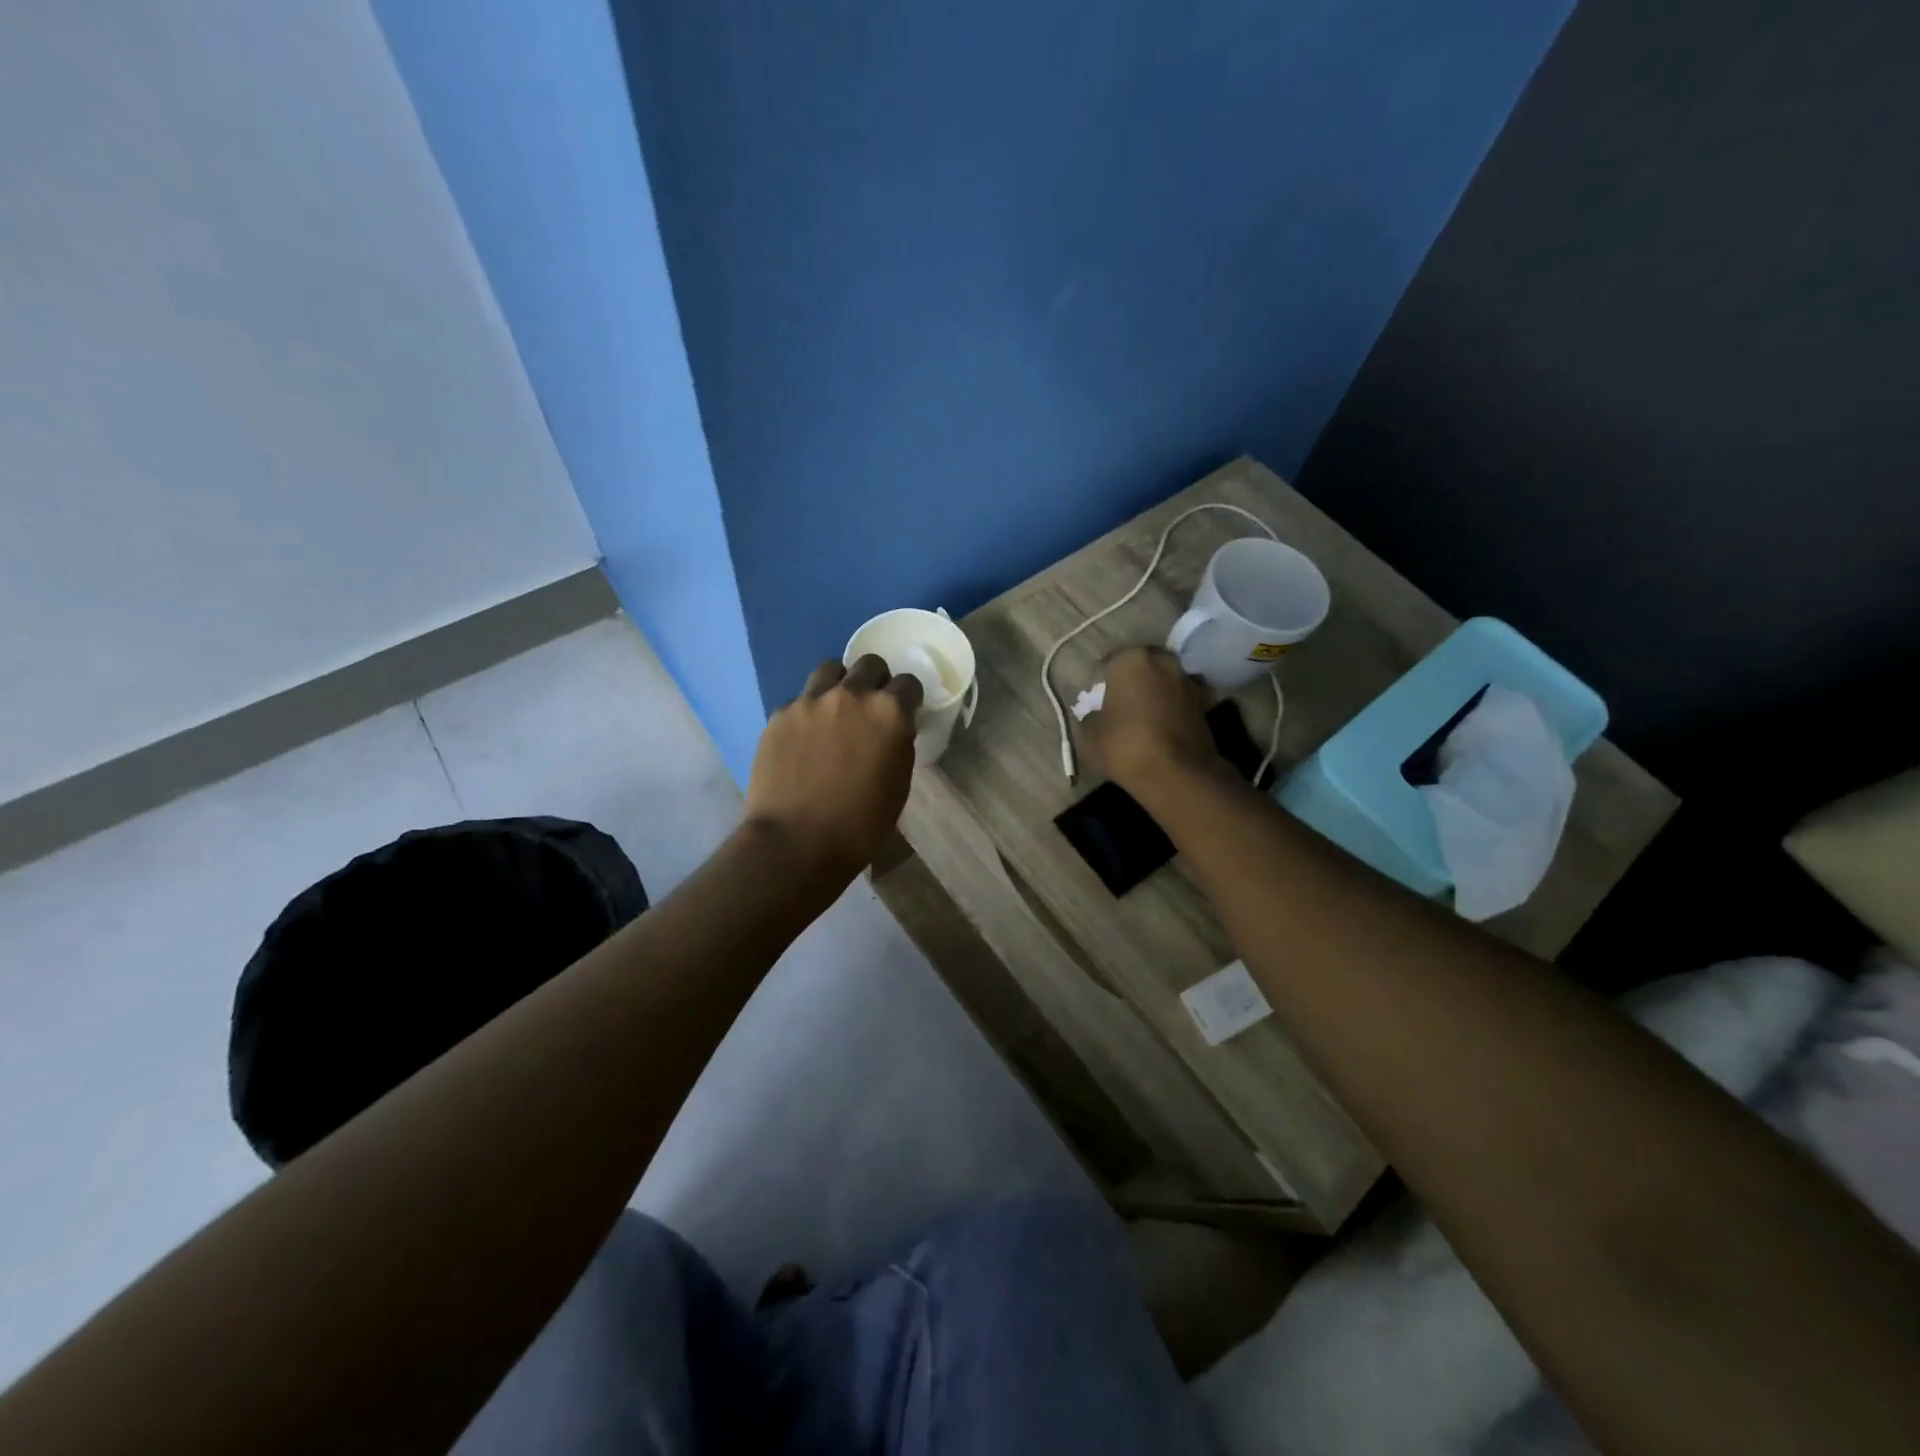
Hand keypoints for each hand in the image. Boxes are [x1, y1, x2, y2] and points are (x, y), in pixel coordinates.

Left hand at [745, 655, 922, 881]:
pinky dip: (807, 712)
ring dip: (839, 684)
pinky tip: (804, 739)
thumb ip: (898, 743)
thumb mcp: (898, 784)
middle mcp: (850, 695)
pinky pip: (799, 700)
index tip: (905, 712)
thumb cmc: (860, 824)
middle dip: (876, 680)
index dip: (908, 698)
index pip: (908, 683)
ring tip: (835, 711)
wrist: (796, 842)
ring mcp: (810, 701)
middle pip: (870, 664)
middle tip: (871, 707)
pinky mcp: (779, 714)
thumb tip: (891, 730)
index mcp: (888, 712)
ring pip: (830, 669)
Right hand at [1080, 646, 1220, 792]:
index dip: (1100, 681)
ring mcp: (1188, 681)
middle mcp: (1163, 661)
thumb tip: (1099, 715)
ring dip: (1154, 692)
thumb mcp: (1089, 735)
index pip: (1108, 662)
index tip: (1095, 699)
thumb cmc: (1125, 746)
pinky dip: (1171, 708)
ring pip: (1163, 681)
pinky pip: (1178, 700)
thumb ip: (1092, 717)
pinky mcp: (1205, 704)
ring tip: (1142, 716)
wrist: (1177, 775)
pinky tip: (1161, 727)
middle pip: (1141, 666)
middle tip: (1120, 702)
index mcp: (1131, 660)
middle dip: (1131, 680)